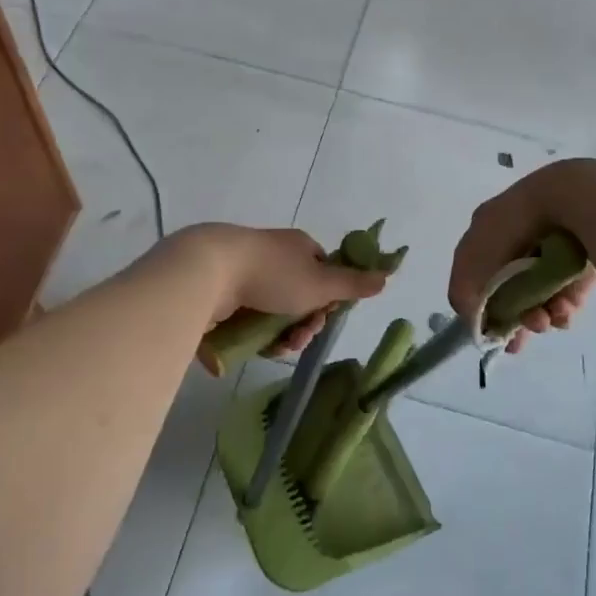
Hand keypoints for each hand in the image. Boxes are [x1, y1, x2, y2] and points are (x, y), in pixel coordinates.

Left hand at [190, 225, 387, 368]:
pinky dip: (252, 334)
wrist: (209, 271)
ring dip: (278, 335)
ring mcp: (246, 273)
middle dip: (302, 324)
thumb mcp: (320, 283)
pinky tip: (251, 346)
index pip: (323, 273)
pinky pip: (246, 317)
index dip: (327, 300)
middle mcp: (274, 255)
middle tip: (295, 342)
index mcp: (299, 247)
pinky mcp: (222, 292)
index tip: (323, 318)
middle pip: (299, 297)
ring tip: (271, 349)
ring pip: (272, 312)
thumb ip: (353, 284)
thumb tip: (387, 275)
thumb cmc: (272, 274)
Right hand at [449, 163, 595, 355]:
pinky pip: (568, 298)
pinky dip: (562, 310)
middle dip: (512, 319)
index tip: (486, 332)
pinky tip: (562, 312)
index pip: (478, 275)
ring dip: (537, 318)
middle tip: (516, 342)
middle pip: (511, 293)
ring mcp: (551, 258)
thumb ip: (463, 289)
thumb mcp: (473, 255)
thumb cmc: (513, 225)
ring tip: (543, 322)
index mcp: (490, 234)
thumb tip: (470, 320)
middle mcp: (519, 245)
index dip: (480, 306)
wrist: (571, 202)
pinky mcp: (581, 268)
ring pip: (540, 300)